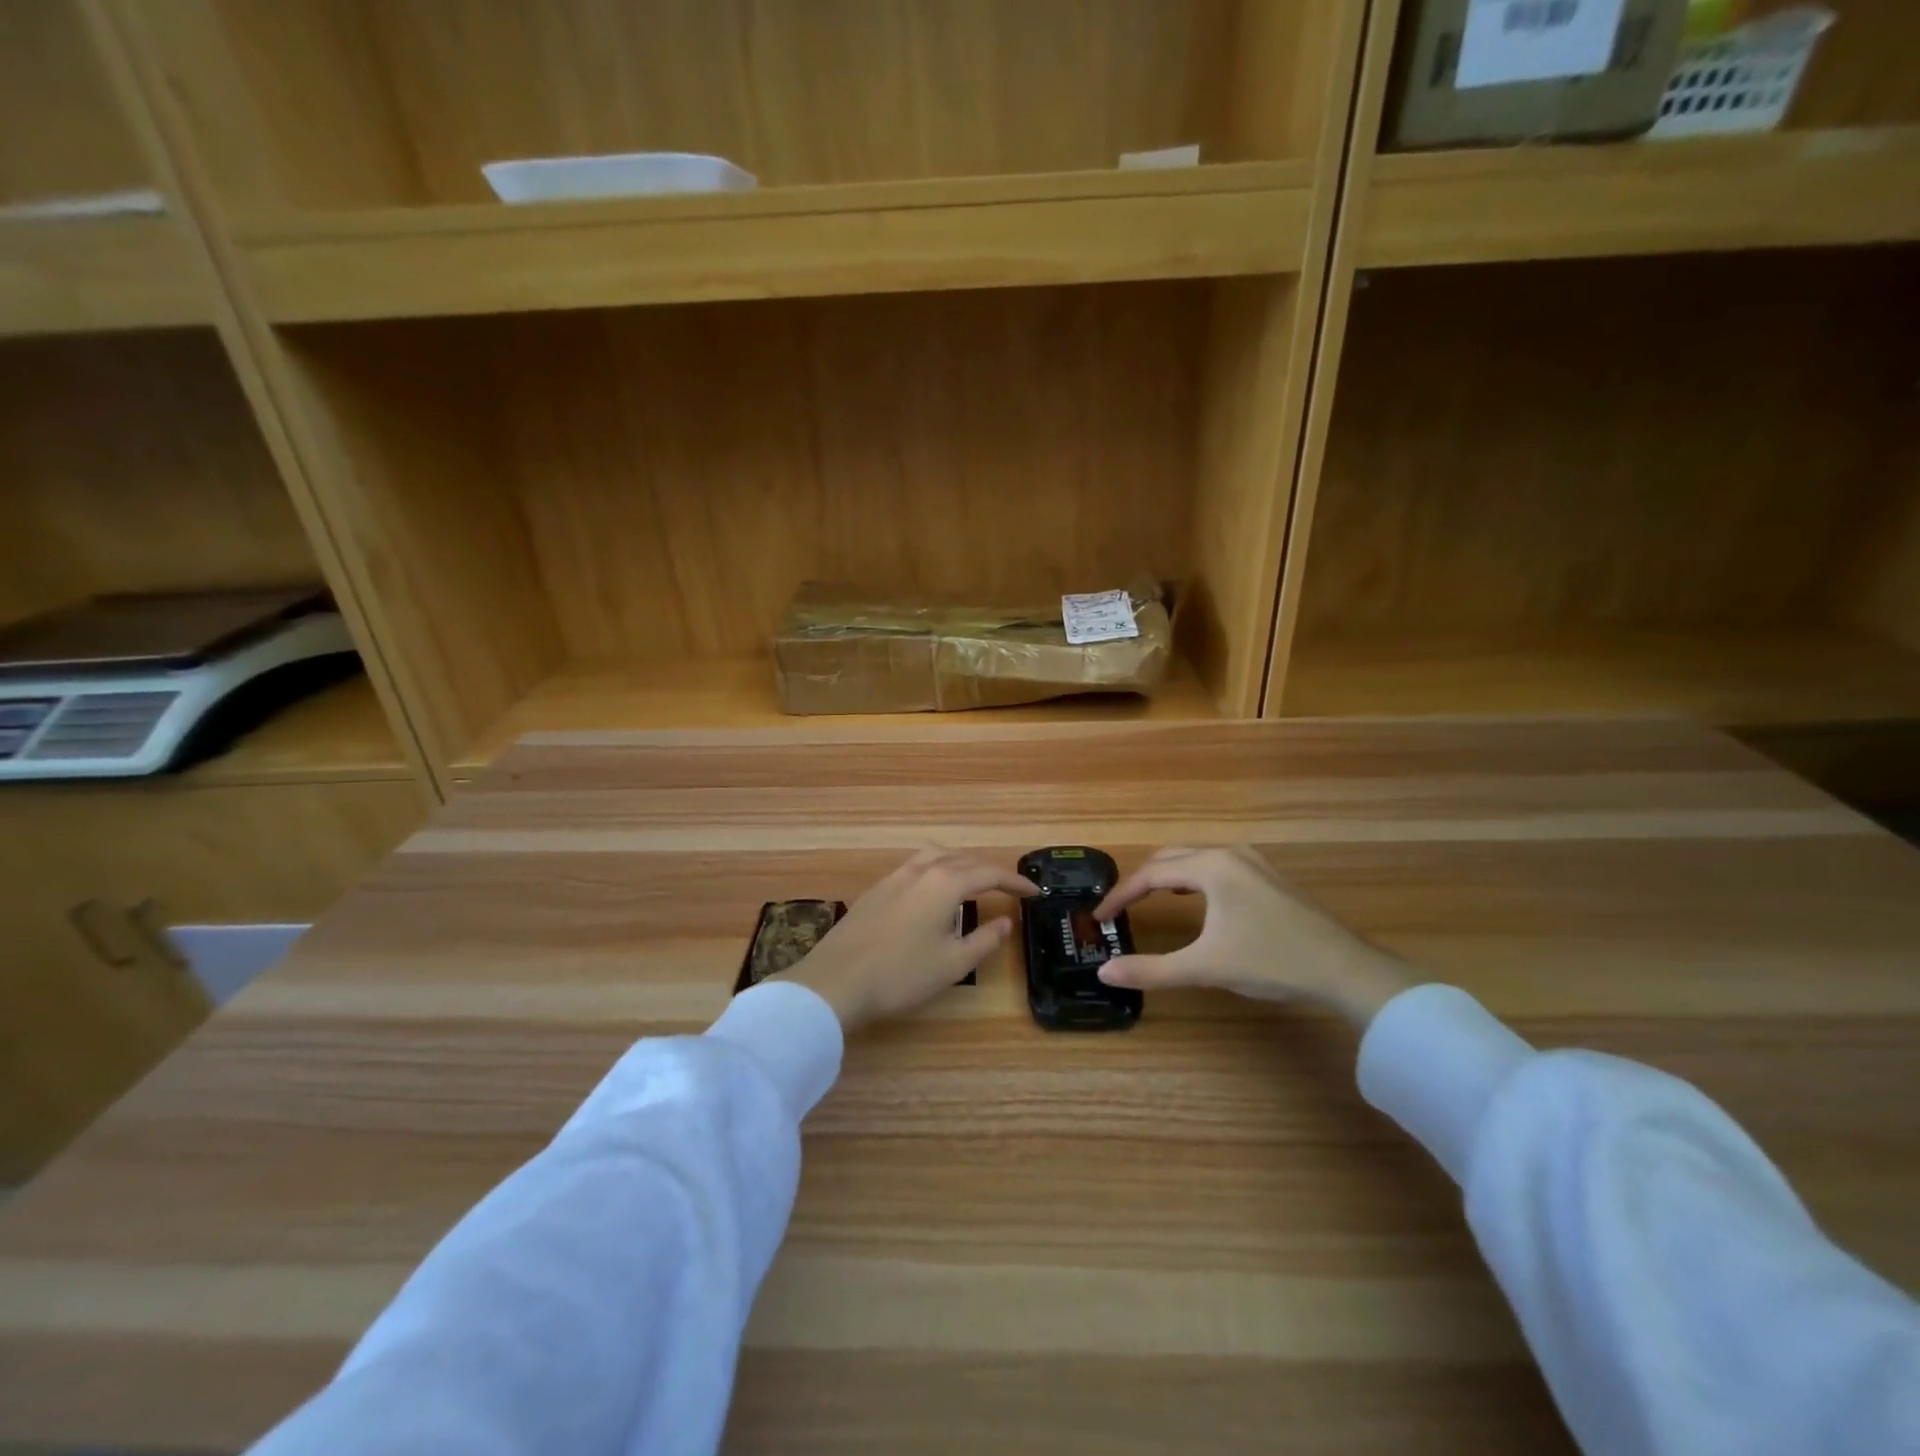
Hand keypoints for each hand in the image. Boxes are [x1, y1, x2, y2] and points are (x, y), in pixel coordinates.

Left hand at [789, 848, 1036, 1033]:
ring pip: (936, 856)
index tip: (1035, 892)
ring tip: (974, 881)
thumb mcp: (953, 963)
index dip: (1015, 882)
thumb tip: (1006, 922)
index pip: (989, 873)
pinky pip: (917, 866)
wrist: (836, 981)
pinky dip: (937, 869)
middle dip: (989, 870)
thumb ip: (984, 940)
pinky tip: (934, 892)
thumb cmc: (901, 975)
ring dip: (961, 864)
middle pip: (963, 859)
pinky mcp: (876, 889)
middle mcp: (921, 870)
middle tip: (1008, 888)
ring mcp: (895, 876)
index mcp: (945, 882)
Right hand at [1092, 845, 1409, 1027]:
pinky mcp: (1268, 877)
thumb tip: (1105, 972)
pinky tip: (1196, 901)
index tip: (1100, 918)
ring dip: (1168, 877)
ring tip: (1151, 901)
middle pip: (1170, 857)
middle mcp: (1229, 854)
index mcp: (1211, 867)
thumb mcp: (1206, 967)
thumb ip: (1152, 970)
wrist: (1345, 969)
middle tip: (1121, 908)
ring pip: (1195, 859)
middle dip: (1142, 881)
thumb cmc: (1272, 961)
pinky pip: (1216, 867)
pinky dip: (1193, 879)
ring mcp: (1253, 862)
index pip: (1150, 874)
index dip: (1120, 896)